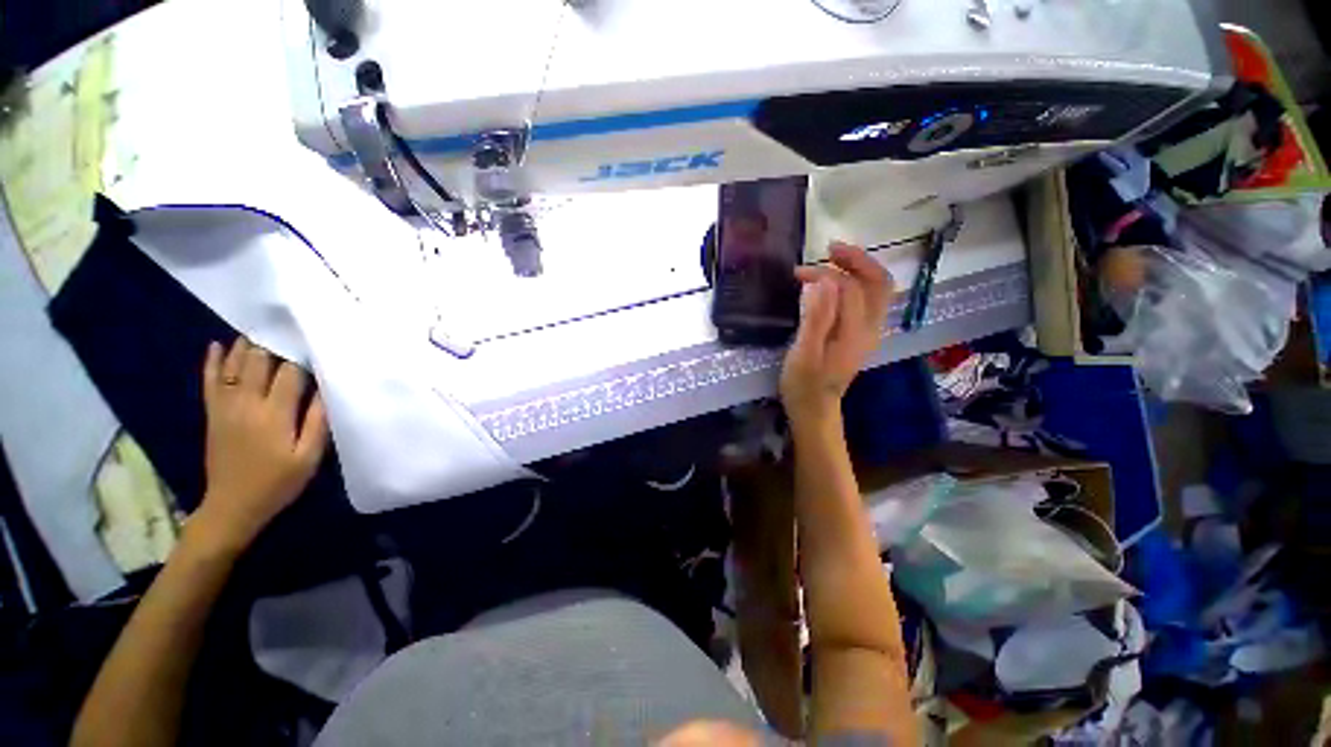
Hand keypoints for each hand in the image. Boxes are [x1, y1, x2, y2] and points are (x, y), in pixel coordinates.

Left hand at [192, 338, 328, 553]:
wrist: (232, 506)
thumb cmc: (279, 482)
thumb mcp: (309, 456)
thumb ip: (318, 421)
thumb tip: (326, 389)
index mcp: (275, 414)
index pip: (290, 373)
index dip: (303, 356)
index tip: (316, 341)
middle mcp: (247, 403)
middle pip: (260, 363)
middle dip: (275, 344)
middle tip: (288, 327)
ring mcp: (226, 407)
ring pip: (234, 366)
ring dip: (247, 346)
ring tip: (260, 328)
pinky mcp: (213, 414)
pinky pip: (210, 381)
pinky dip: (213, 361)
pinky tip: (218, 345)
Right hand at [780, 243, 893, 425]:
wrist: (814, 410)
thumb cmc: (804, 384)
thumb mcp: (804, 353)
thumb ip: (816, 317)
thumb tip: (824, 282)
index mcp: (855, 332)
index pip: (849, 287)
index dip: (826, 274)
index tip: (798, 275)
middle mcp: (870, 328)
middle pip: (878, 282)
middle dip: (857, 260)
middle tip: (829, 249)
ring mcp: (868, 332)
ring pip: (877, 289)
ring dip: (859, 269)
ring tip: (832, 259)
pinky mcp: (860, 335)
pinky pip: (868, 300)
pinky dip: (856, 283)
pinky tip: (836, 283)